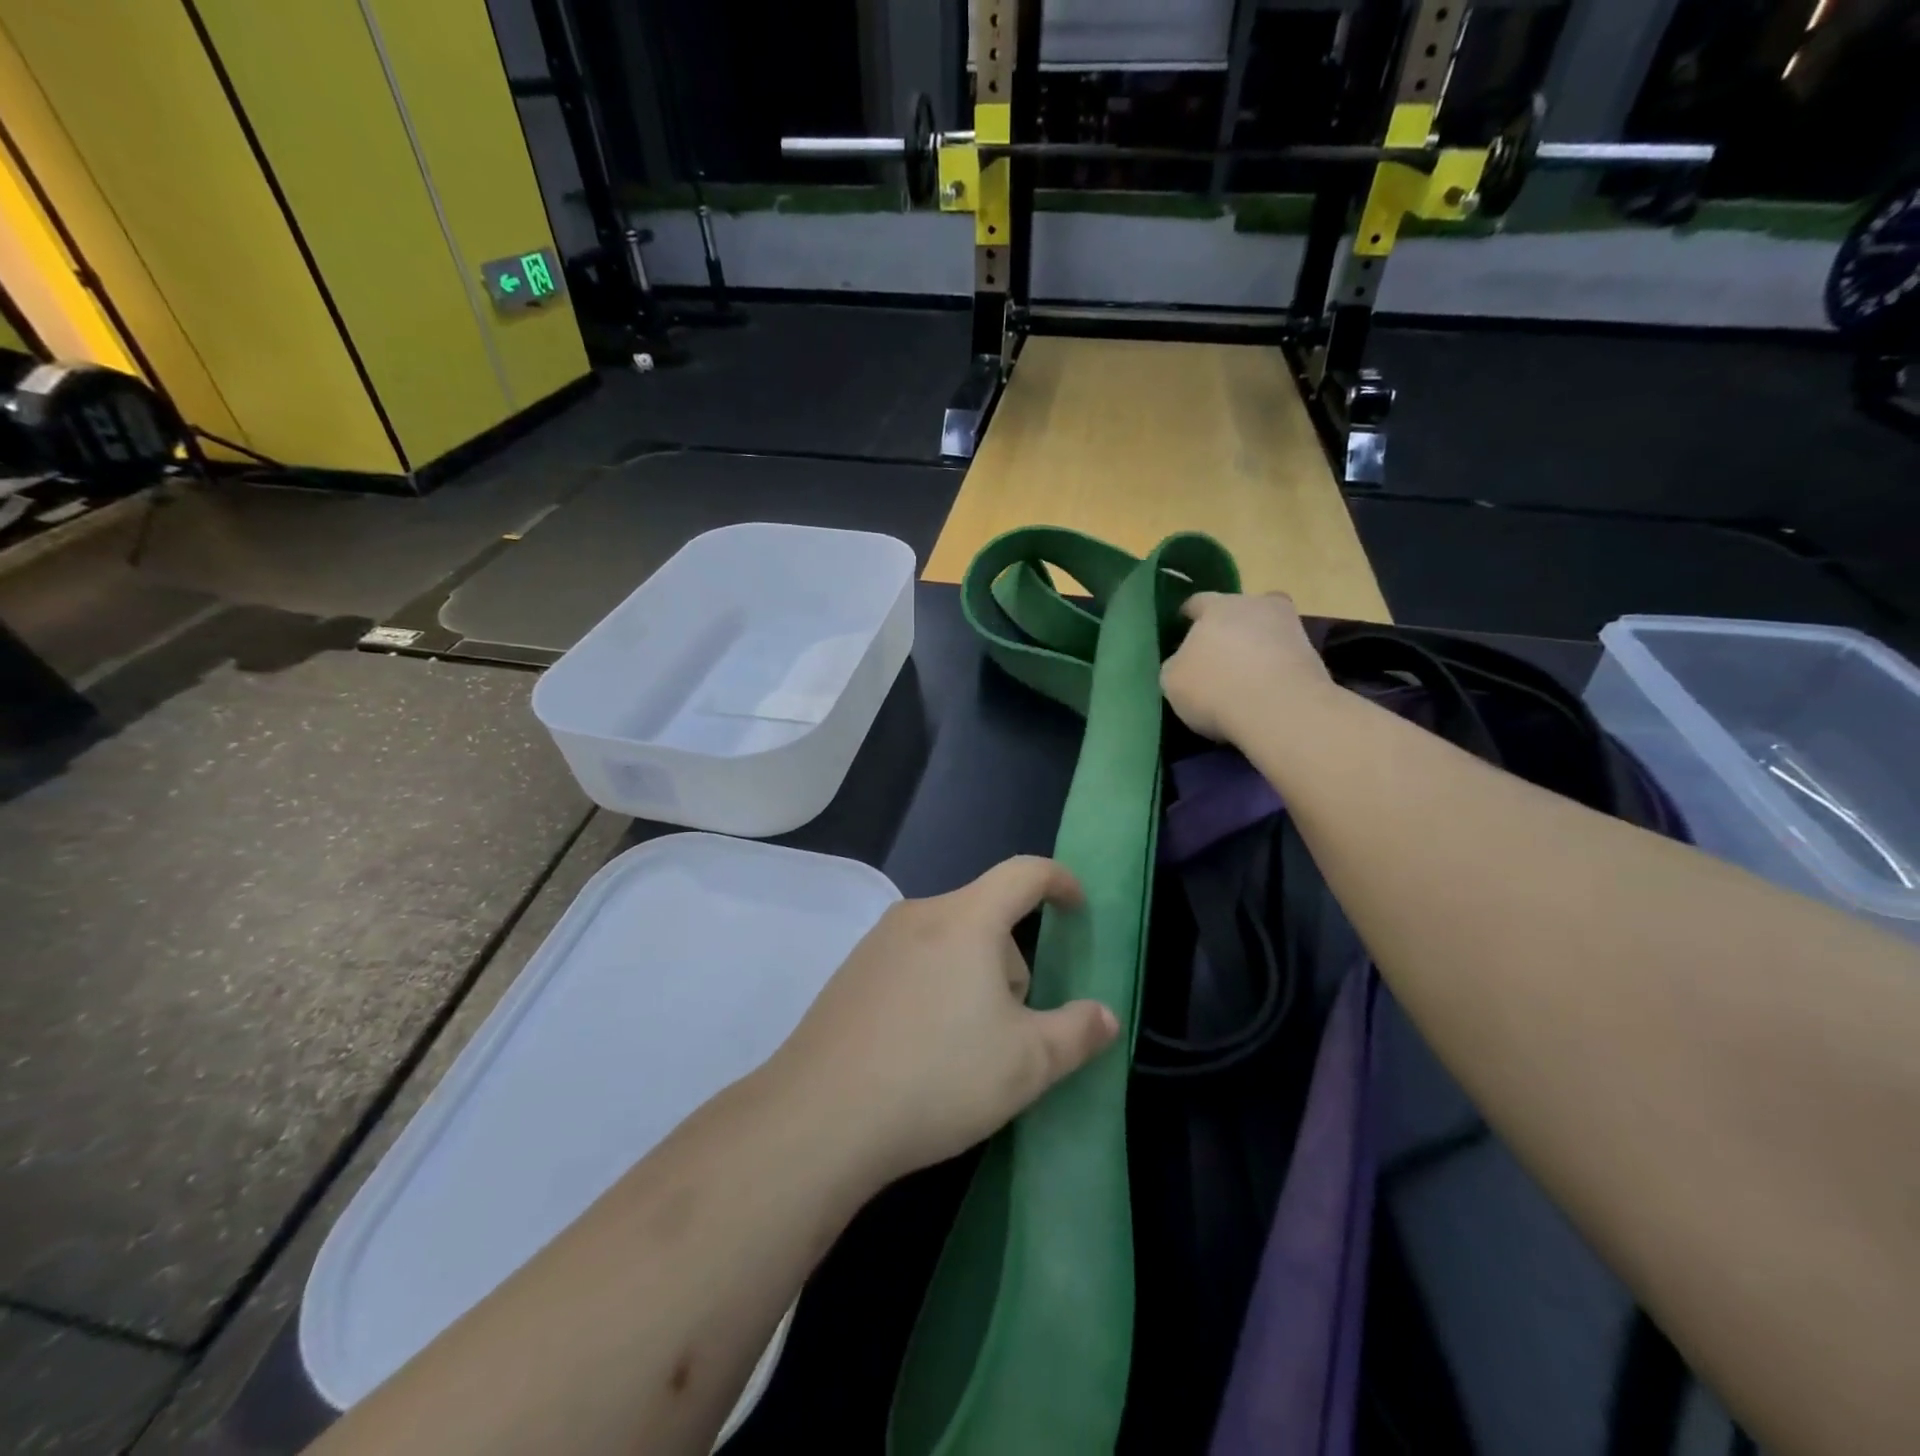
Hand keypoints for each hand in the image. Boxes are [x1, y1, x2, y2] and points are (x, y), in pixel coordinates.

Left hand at [768, 856, 1117, 1187]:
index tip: (1078, 906)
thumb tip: (1105, 1015)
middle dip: (1012, 961)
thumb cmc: (939, 1076)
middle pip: (986, 917)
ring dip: (973, 978)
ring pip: (949, 943)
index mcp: (966, 919)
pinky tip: (921, 1050)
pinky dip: (934, 989)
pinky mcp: (850, 973)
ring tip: (966, 1048)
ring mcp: (878, 942)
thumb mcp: (1028, 1063)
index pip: (1024, 873)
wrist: (821, 1117)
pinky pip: (913, 963)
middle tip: (1013, 1027)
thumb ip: (1078, 1033)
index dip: (1060, 881)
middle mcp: (919, 915)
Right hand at [1161, 590, 1332, 741]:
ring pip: (1266, 631)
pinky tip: (1264, 691)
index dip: (1188, 617)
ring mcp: (1290, 627)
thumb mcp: (1172, 680)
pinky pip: (1284, 656)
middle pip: (1239, 610)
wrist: (1280, 710)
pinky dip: (1275, 669)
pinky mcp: (1314, 655)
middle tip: (1217, 656)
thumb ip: (1177, 664)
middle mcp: (1256, 605)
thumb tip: (1185, 662)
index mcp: (1217, 606)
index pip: (1197, 602)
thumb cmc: (1215, 688)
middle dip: (1228, 628)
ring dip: (1256, 647)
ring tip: (1244, 677)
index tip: (1182, 633)